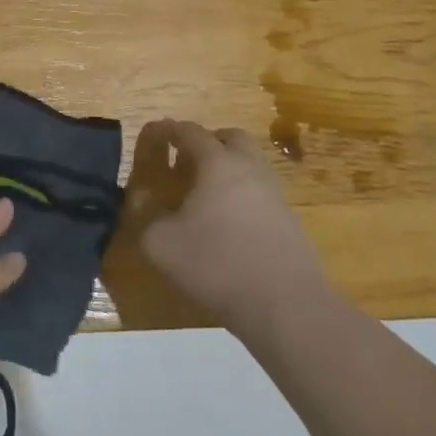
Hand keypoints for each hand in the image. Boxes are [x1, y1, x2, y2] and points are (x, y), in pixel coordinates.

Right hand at [130, 120, 324, 338]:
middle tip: (186, 161)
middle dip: (207, 142)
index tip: (155, 134)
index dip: (169, 130)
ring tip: (205, 195)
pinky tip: (228, 224)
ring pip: (251, 165)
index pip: (190, 132)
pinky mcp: (289, 221)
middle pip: (231, 138)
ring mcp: (275, 194)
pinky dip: (242, 195)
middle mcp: (250, 168)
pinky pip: (261, 193)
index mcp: (217, 163)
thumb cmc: (217, 264)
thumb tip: (147, 208)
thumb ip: (147, 219)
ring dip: (228, 169)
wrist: (285, 306)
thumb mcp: (162, 245)